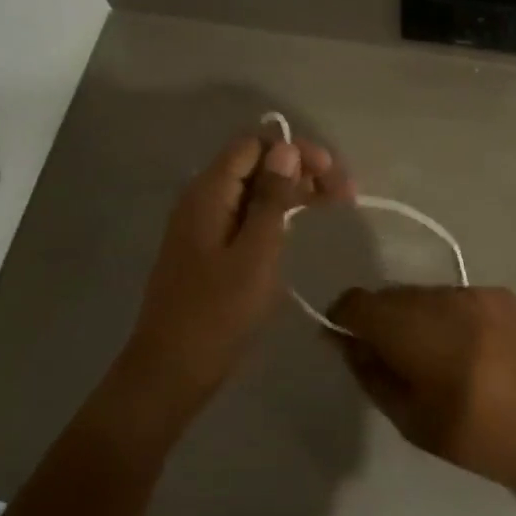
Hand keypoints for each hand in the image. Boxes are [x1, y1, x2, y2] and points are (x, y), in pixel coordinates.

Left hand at [124, 129, 351, 407]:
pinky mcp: (209, 249)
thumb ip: (271, 199)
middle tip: (343, 192)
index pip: (253, 145)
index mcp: (208, 193)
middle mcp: (202, 199)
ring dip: (292, 190)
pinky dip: (275, 214)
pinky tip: (299, 224)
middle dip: (299, 168)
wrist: (172, 370)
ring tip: (334, 203)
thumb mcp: (255, 254)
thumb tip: (285, 149)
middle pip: (254, 164)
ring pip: (253, 191)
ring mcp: (204, 225)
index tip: (331, 173)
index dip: (294, 150)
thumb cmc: (217, 313)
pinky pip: (245, 216)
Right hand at [327, 286, 515, 491]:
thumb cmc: (485, 438)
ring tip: (432, 356)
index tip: (346, 344)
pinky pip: (453, 297)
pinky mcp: (500, 294)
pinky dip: (445, 316)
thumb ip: (373, 376)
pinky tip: (466, 348)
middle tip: (391, 360)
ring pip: (421, 294)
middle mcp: (442, 299)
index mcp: (417, 332)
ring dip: (412, 317)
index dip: (342, 319)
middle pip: (388, 295)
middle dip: (378, 321)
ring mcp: (473, 292)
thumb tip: (345, 344)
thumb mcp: (415, 422)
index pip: (357, 303)